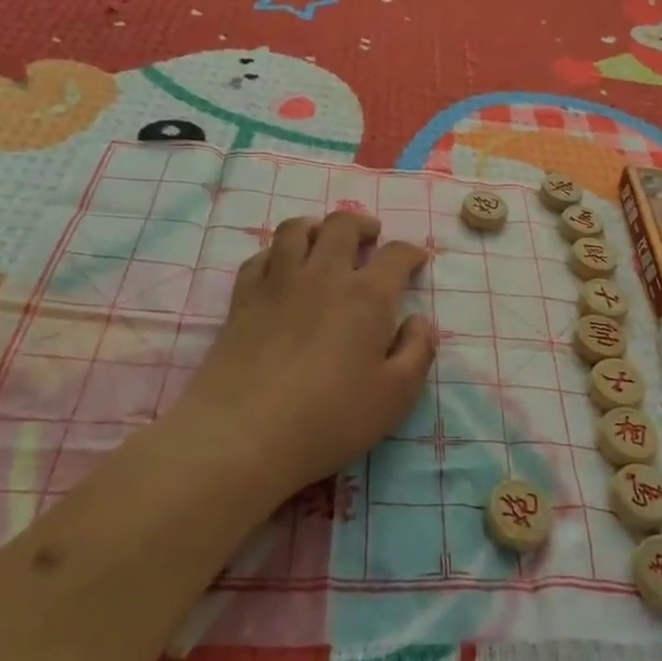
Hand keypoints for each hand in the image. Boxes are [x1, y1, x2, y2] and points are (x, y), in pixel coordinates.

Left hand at [173, 210, 434, 503]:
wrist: (243, 435)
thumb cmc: (330, 419)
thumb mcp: (396, 396)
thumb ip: (418, 351)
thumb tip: (419, 321)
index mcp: (367, 296)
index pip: (395, 255)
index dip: (411, 253)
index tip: (416, 261)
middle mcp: (324, 276)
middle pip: (343, 226)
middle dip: (363, 224)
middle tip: (371, 237)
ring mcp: (278, 283)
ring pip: (296, 229)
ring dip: (316, 226)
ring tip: (324, 239)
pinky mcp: (242, 300)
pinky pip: (259, 257)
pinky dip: (275, 253)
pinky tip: (280, 267)